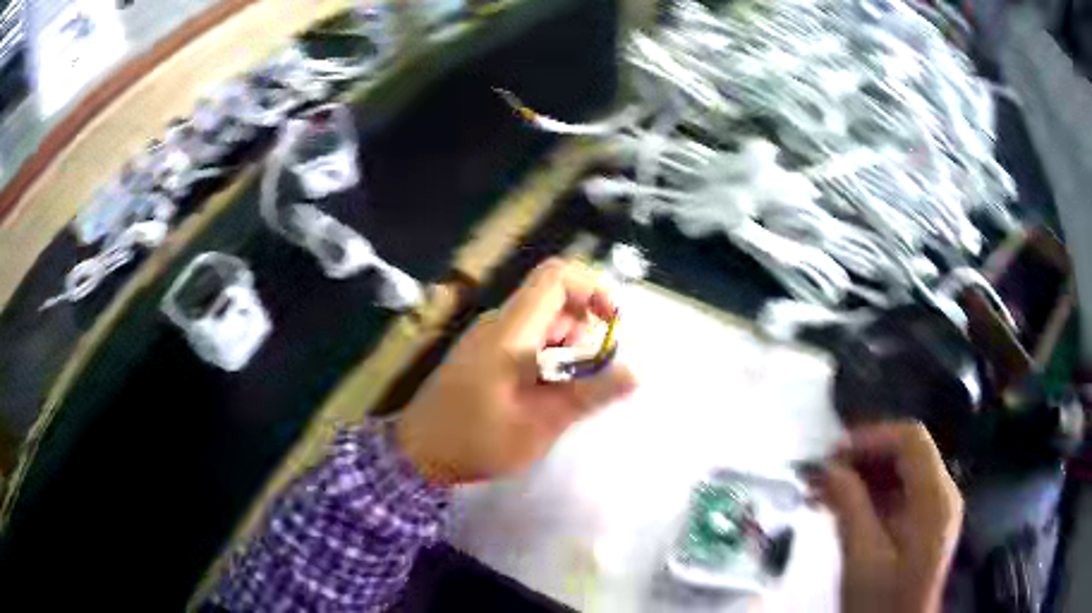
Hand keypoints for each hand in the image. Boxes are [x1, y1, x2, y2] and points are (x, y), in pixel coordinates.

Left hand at [397, 258, 637, 484]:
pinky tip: (544, 396)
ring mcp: (487, 338)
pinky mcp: (482, 355)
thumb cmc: (477, 440)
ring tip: (567, 394)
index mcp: (512, 331)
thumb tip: (636, 372)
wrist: (417, 454)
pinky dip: (547, 358)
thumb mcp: (540, 423)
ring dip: (566, 349)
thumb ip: (588, 393)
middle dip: (583, 330)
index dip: (592, 289)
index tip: (612, 325)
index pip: (556, 277)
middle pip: (553, 301)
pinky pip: (525, 340)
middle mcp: (499, 324)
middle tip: (590, 377)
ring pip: (541, 323)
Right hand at [813, 422, 963, 612]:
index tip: (833, 454)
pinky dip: (870, 495)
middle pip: (906, 453)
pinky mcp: (923, 522)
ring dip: (863, 476)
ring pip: (900, 472)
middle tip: (822, 473)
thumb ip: (850, 507)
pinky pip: (899, 494)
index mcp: (935, 498)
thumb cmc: (881, 602)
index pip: (911, 440)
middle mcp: (941, 493)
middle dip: (863, 457)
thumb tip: (829, 468)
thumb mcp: (862, 558)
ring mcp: (934, 508)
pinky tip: (839, 506)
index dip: (873, 437)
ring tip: (822, 490)